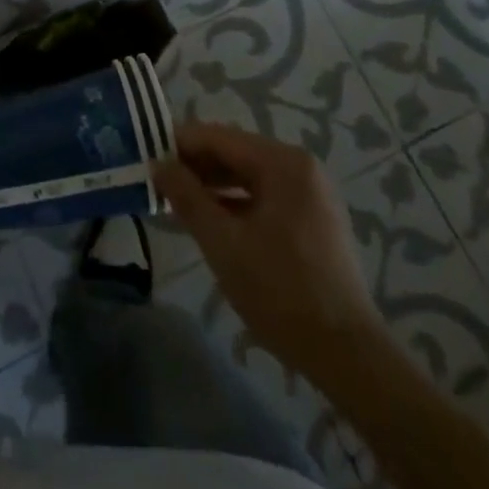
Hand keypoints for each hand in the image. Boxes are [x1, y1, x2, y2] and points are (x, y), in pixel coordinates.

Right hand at [153, 122, 382, 384]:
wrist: (345, 352)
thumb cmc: (279, 291)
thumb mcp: (222, 242)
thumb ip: (187, 197)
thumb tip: (158, 164)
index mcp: (282, 162)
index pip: (218, 137)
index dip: (179, 143)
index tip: (144, 154)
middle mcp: (299, 166)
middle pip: (234, 152)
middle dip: (194, 165)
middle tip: (154, 180)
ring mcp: (309, 192)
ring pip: (248, 175)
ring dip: (211, 184)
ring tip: (173, 199)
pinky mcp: (311, 217)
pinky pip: (263, 195)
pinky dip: (234, 201)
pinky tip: (208, 217)